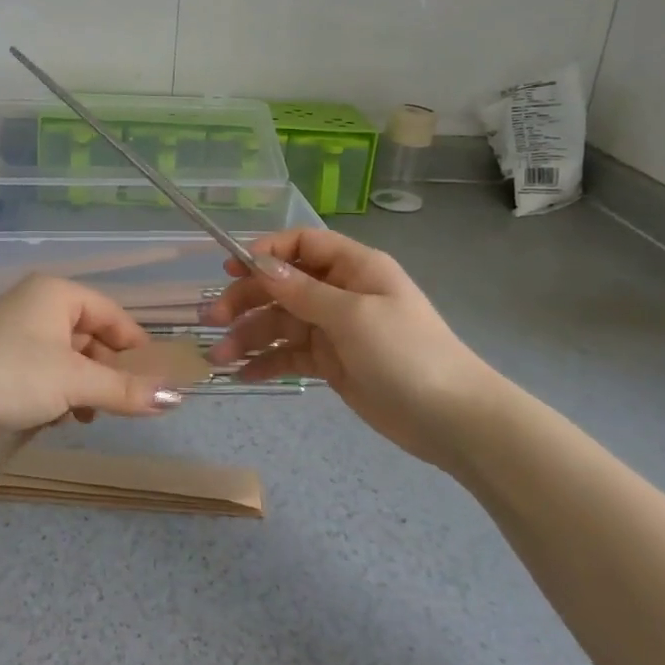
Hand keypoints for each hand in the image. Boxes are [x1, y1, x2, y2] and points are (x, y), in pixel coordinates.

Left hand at [0, 275, 184, 434]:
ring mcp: (20, 331)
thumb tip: (176, 398)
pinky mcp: (5, 358)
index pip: (112, 313)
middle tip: (125, 404)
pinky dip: (61, 391)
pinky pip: (48, 370)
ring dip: (85, 387)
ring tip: (88, 415)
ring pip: (70, 357)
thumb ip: (125, 389)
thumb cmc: (14, 375)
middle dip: (108, 372)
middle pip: (92, 336)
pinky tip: (61, 417)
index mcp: (58, 293)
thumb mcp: (75, 382)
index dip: (136, 345)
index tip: (157, 378)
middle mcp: (39, 304)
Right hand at [205, 229, 510, 461]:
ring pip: (282, 323)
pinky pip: (291, 355)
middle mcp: (341, 292)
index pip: (302, 245)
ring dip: (249, 336)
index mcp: (354, 268)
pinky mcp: (332, 363)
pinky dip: (267, 362)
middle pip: (283, 285)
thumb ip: (302, 291)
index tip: (231, 268)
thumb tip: (260, 263)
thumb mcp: (353, 316)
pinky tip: (243, 375)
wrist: (452, 419)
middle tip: (212, 319)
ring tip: (219, 358)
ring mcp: (335, 329)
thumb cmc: (406, 353)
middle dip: (247, 300)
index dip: (266, 251)